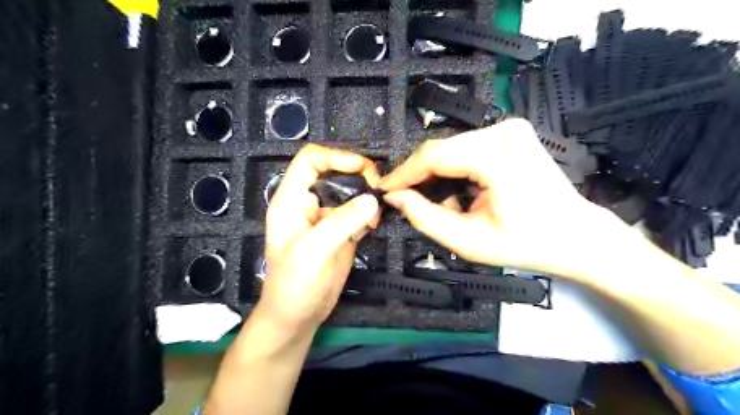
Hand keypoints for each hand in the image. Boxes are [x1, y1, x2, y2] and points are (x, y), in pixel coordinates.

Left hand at [260, 145, 381, 331]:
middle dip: (359, 175)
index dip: (336, 156)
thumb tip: (372, 200)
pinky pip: (358, 211)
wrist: (298, 316)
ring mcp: (327, 217)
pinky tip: (374, 224)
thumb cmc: (293, 285)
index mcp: (292, 200)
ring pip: (350, 191)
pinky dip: (370, 212)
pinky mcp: (341, 231)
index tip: (362, 168)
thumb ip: (340, 223)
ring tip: (377, 213)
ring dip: (367, 195)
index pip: (310, 160)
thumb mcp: (312, 252)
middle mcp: (309, 203)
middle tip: (378, 189)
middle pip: (335, 171)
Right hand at [378, 119, 615, 279]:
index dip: (403, 173)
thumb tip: (395, 197)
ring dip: (438, 175)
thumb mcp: (469, 241)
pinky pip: (468, 148)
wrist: (577, 236)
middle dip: (419, 176)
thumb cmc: (527, 244)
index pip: (433, 155)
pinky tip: (460, 192)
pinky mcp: (512, 133)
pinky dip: (456, 169)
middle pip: (442, 149)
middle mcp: (503, 131)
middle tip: (405, 199)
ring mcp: (510, 128)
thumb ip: (426, 217)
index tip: (384, 189)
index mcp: (497, 155)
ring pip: (452, 148)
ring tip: (438, 202)